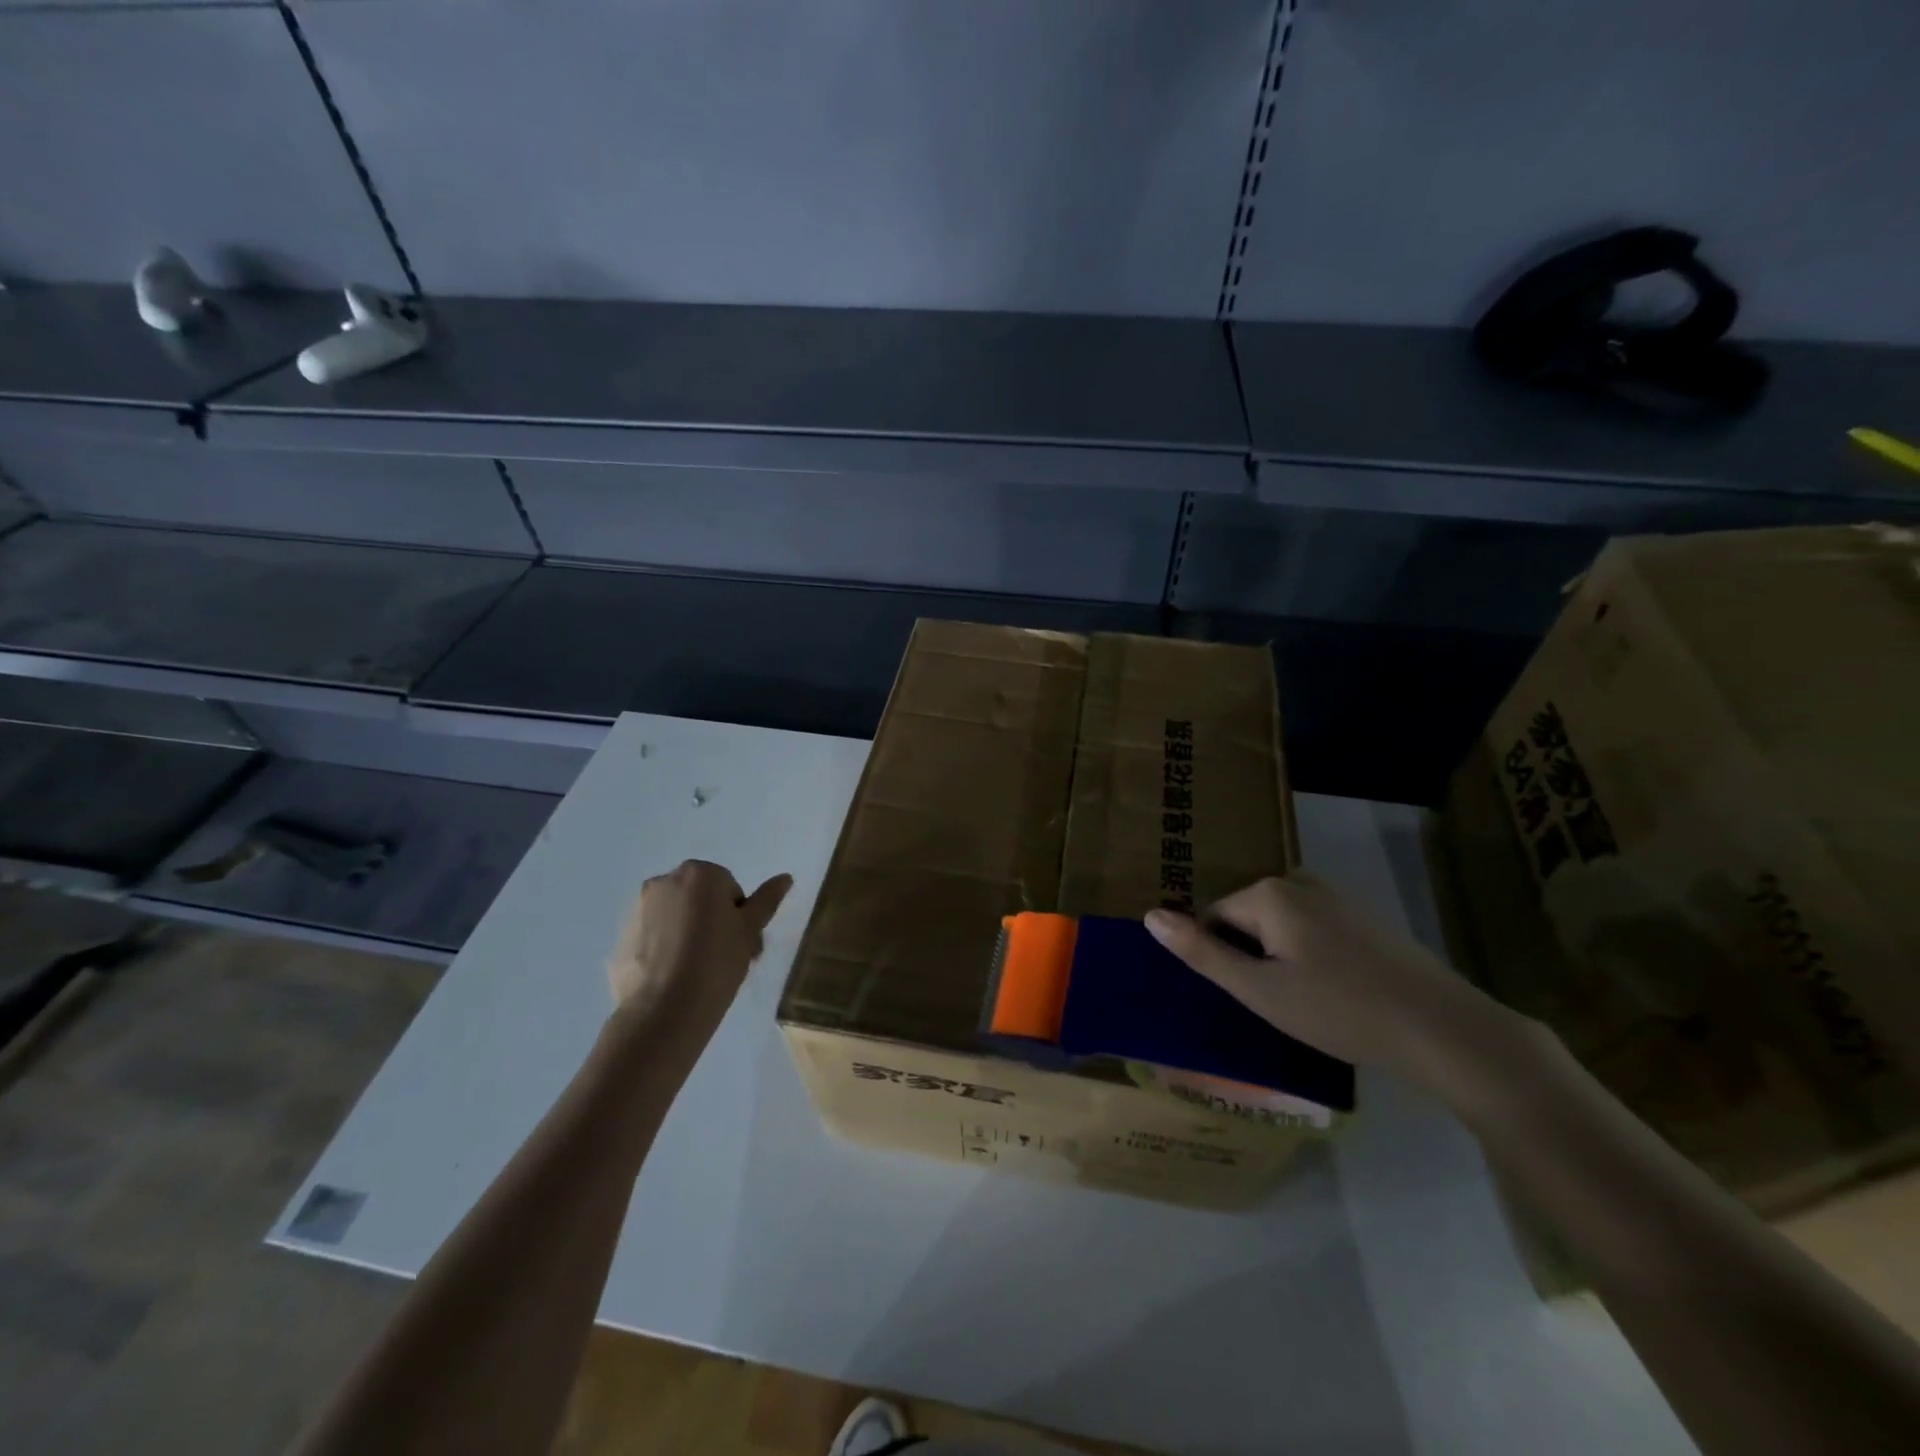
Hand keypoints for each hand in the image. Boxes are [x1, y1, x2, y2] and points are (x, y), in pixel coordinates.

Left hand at [608, 861, 792, 1029]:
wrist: (665, 1008)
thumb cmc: (717, 961)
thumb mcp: (751, 930)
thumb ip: (767, 900)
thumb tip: (785, 877)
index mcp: (698, 873)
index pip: (728, 888)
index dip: (738, 916)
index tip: (741, 943)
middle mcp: (662, 882)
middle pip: (697, 899)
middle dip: (710, 921)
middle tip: (724, 957)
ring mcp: (636, 910)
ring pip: (672, 917)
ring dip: (685, 934)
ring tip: (696, 971)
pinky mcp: (620, 939)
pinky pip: (650, 939)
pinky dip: (662, 951)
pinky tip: (673, 978)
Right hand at [1144, 872, 1518, 1092]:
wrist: (1446, 1031)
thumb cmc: (1340, 1011)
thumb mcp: (1259, 991)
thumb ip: (1202, 953)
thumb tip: (1150, 916)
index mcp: (1269, 893)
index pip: (1214, 917)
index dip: (1224, 959)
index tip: (1251, 995)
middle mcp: (1300, 880)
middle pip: (1247, 916)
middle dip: (1252, 955)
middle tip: (1279, 1002)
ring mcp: (1337, 896)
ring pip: (1281, 924)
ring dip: (1281, 957)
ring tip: (1306, 1001)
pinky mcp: (1366, 917)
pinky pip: (1314, 928)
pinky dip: (1312, 955)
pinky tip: (1336, 992)